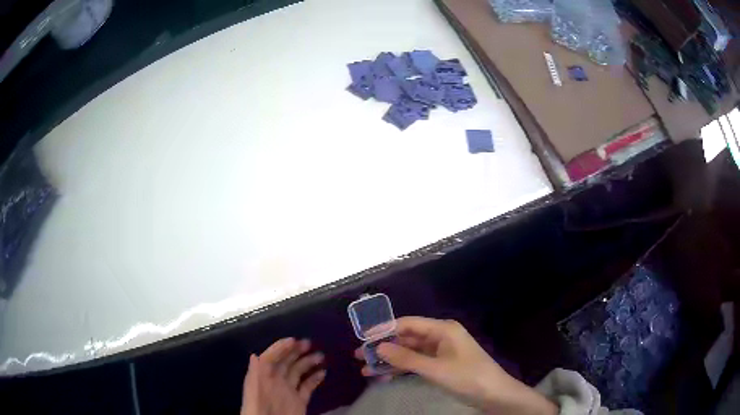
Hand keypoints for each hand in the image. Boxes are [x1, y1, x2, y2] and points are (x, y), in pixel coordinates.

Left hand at [242, 338, 325, 414]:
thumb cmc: (259, 407)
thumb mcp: (254, 389)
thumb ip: (255, 373)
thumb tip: (254, 355)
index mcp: (263, 376)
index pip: (271, 357)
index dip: (280, 348)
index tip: (293, 340)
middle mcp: (275, 381)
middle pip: (286, 362)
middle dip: (296, 351)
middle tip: (308, 343)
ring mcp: (288, 391)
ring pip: (298, 372)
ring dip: (308, 362)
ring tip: (320, 355)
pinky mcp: (299, 401)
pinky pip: (307, 387)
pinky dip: (315, 379)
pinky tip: (323, 372)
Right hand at [356, 317, 557, 414]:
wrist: (494, 395)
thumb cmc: (468, 377)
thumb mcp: (435, 369)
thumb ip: (406, 358)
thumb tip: (378, 346)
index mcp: (443, 329)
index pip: (407, 324)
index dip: (384, 329)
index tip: (362, 337)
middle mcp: (440, 336)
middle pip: (406, 338)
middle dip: (383, 347)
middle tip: (358, 355)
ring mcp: (440, 352)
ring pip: (409, 352)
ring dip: (389, 360)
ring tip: (365, 369)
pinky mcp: (440, 365)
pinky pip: (416, 364)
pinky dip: (401, 369)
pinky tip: (383, 376)